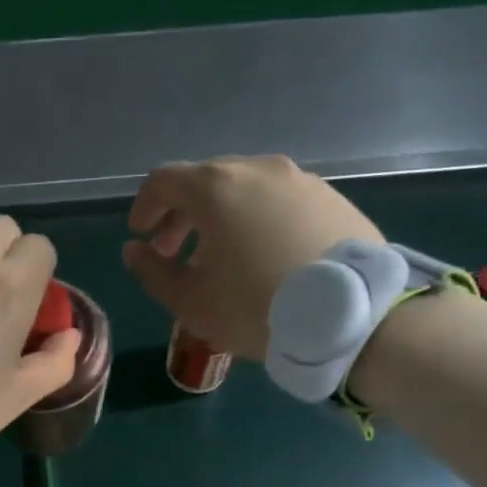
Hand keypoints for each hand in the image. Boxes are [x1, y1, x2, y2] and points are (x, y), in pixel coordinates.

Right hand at [122, 156, 383, 360]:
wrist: (350, 317)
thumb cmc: (255, 307)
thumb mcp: (190, 302)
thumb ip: (153, 272)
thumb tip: (136, 250)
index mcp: (216, 187)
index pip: (164, 181)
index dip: (145, 206)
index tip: (141, 234)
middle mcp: (258, 169)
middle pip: (206, 181)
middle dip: (183, 215)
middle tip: (174, 252)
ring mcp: (301, 180)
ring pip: (246, 190)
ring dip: (222, 218)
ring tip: (222, 258)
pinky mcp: (332, 199)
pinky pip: (281, 202)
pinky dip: (260, 220)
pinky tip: (265, 255)